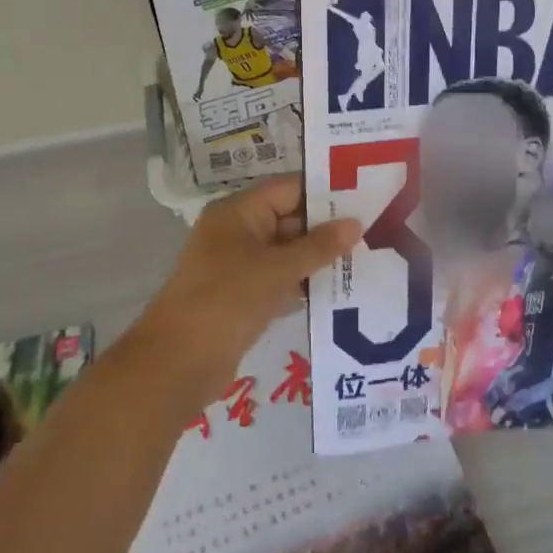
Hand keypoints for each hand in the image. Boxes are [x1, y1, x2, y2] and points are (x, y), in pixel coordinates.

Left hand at [132, 177, 359, 404]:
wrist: (178, 363)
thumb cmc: (227, 301)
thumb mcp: (277, 269)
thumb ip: (319, 246)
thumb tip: (355, 223)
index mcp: (238, 212)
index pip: (289, 189)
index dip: (326, 193)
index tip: (366, 198)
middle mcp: (238, 232)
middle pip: (290, 219)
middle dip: (328, 228)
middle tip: (374, 231)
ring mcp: (239, 265)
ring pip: (288, 252)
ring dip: (320, 258)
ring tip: (367, 257)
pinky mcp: (244, 296)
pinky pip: (281, 279)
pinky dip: (305, 282)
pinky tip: (340, 289)